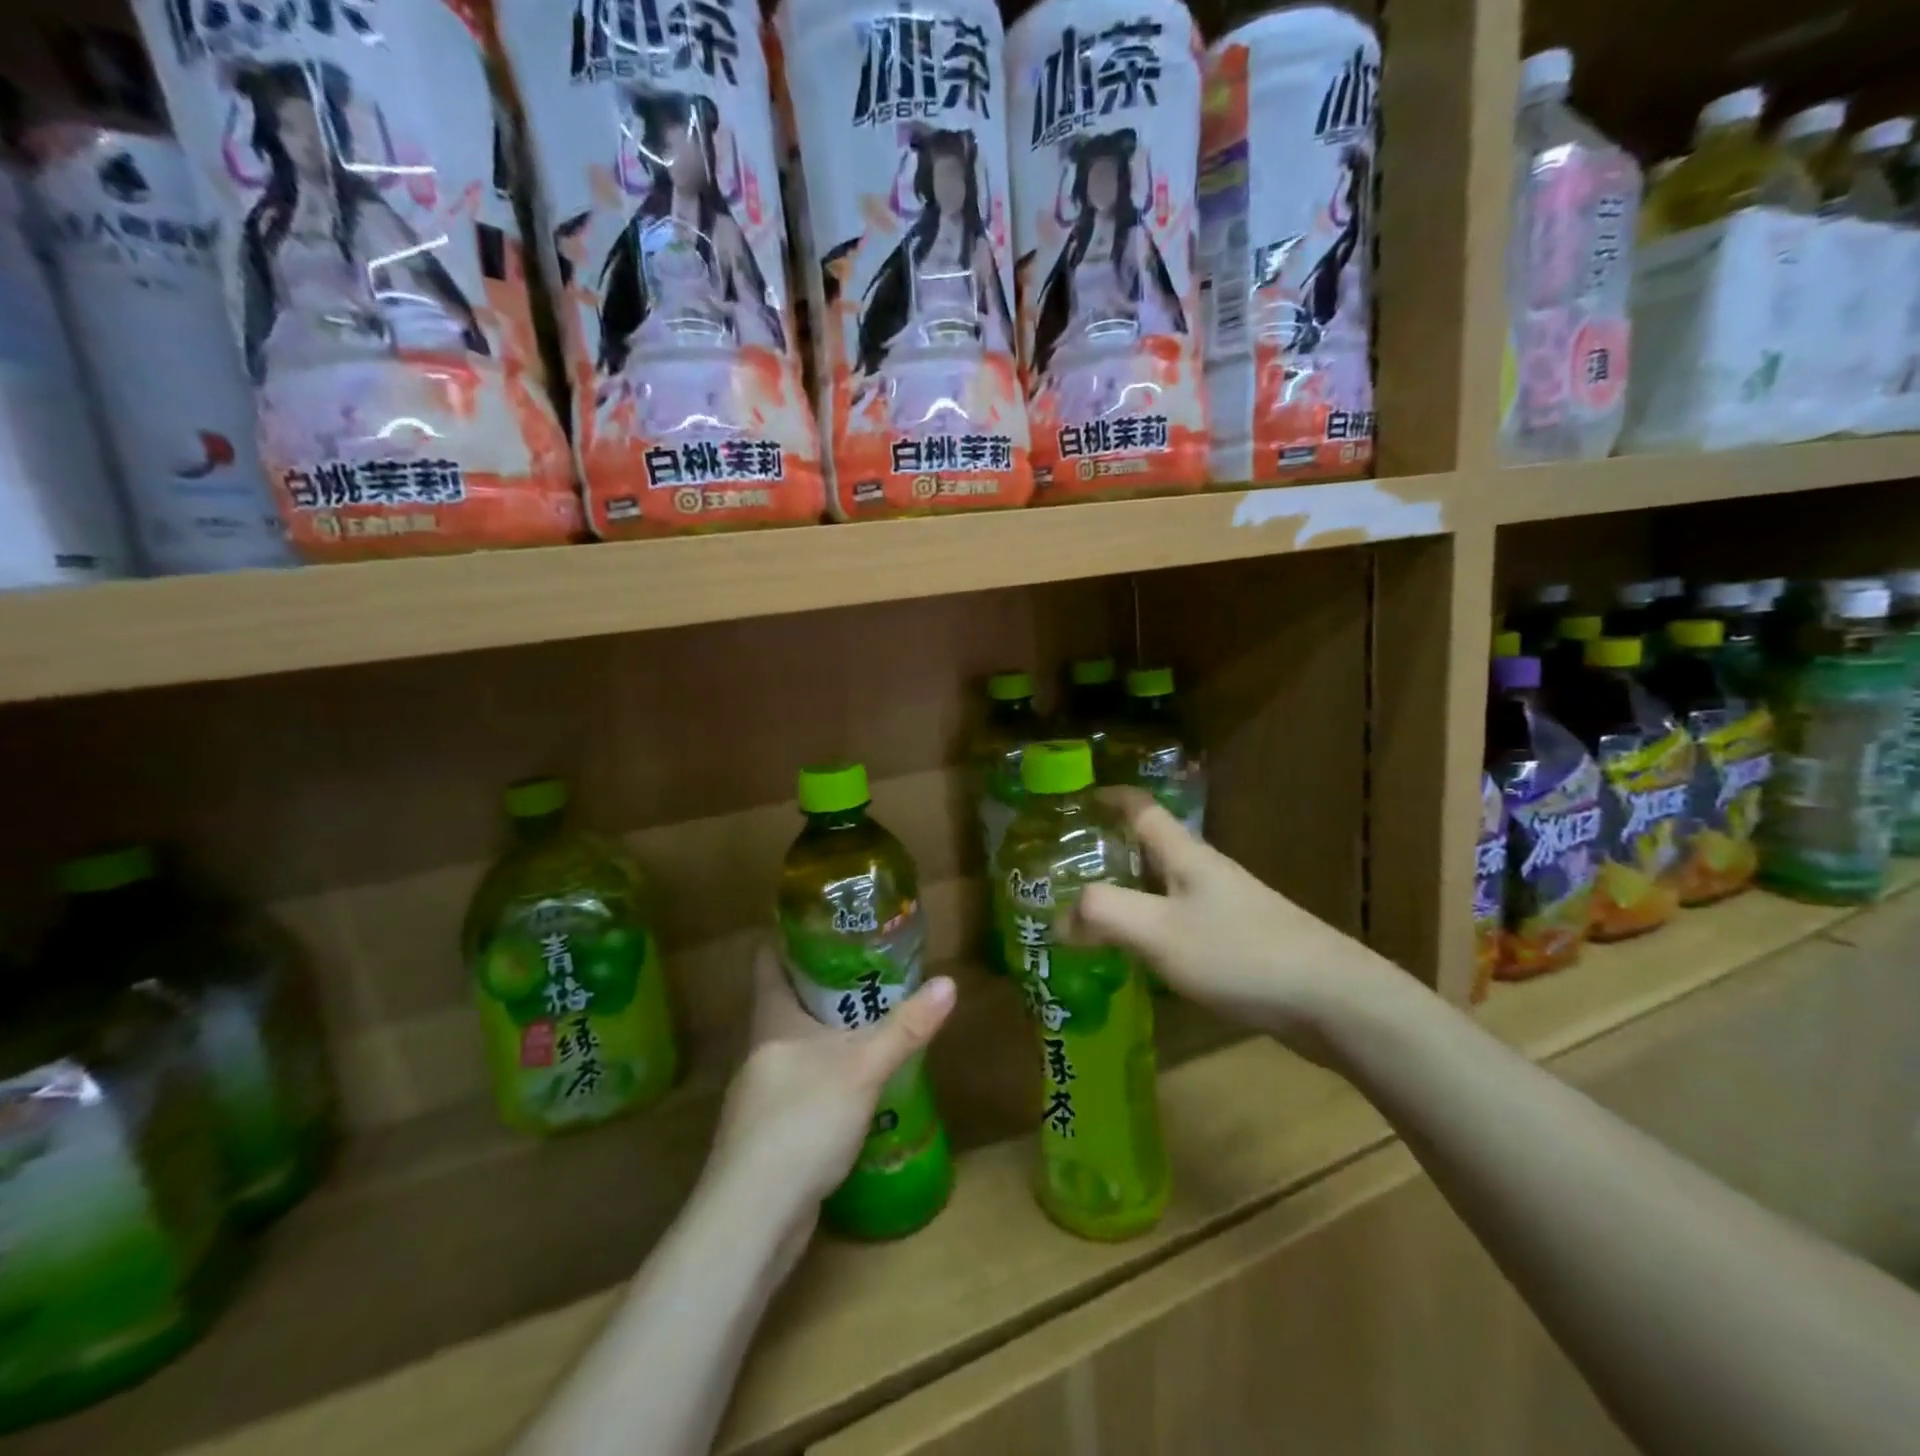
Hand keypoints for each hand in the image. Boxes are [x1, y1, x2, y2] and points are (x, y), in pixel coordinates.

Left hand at [707, 944, 956, 1232]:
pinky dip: (829, 1075)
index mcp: (773, 1020)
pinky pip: (803, 1086)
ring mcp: (762, 1094)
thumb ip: (906, 1026)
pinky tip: (860, 1085)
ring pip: (797, 1046)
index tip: (824, 920)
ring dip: (829, 1033)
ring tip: (872, 1021)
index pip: (768, 961)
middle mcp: (762, 1049)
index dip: (789, 936)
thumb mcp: (863, 1066)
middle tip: (870, 968)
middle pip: (787, 1001)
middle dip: (825, 985)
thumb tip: (950, 982)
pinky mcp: (771, 1133)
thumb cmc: (802, 1119)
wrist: (754, 1217)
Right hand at [1061, 789, 1400, 1061]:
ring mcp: (1226, 908)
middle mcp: (1205, 873)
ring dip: (1128, 892)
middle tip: (1065, 870)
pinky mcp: (1239, 942)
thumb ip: (1104, 915)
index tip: (1075, 800)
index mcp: (1186, 856)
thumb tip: (1060, 916)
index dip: (1109, 797)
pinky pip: (1180, 921)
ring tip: (1089, 914)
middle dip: (1109, 851)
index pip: (1142, 809)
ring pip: (1164, 887)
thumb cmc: (1239, 953)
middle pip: (1151, 848)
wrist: (1333, 1001)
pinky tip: (1137, 956)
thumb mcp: (1159, 931)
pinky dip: (1150, 926)